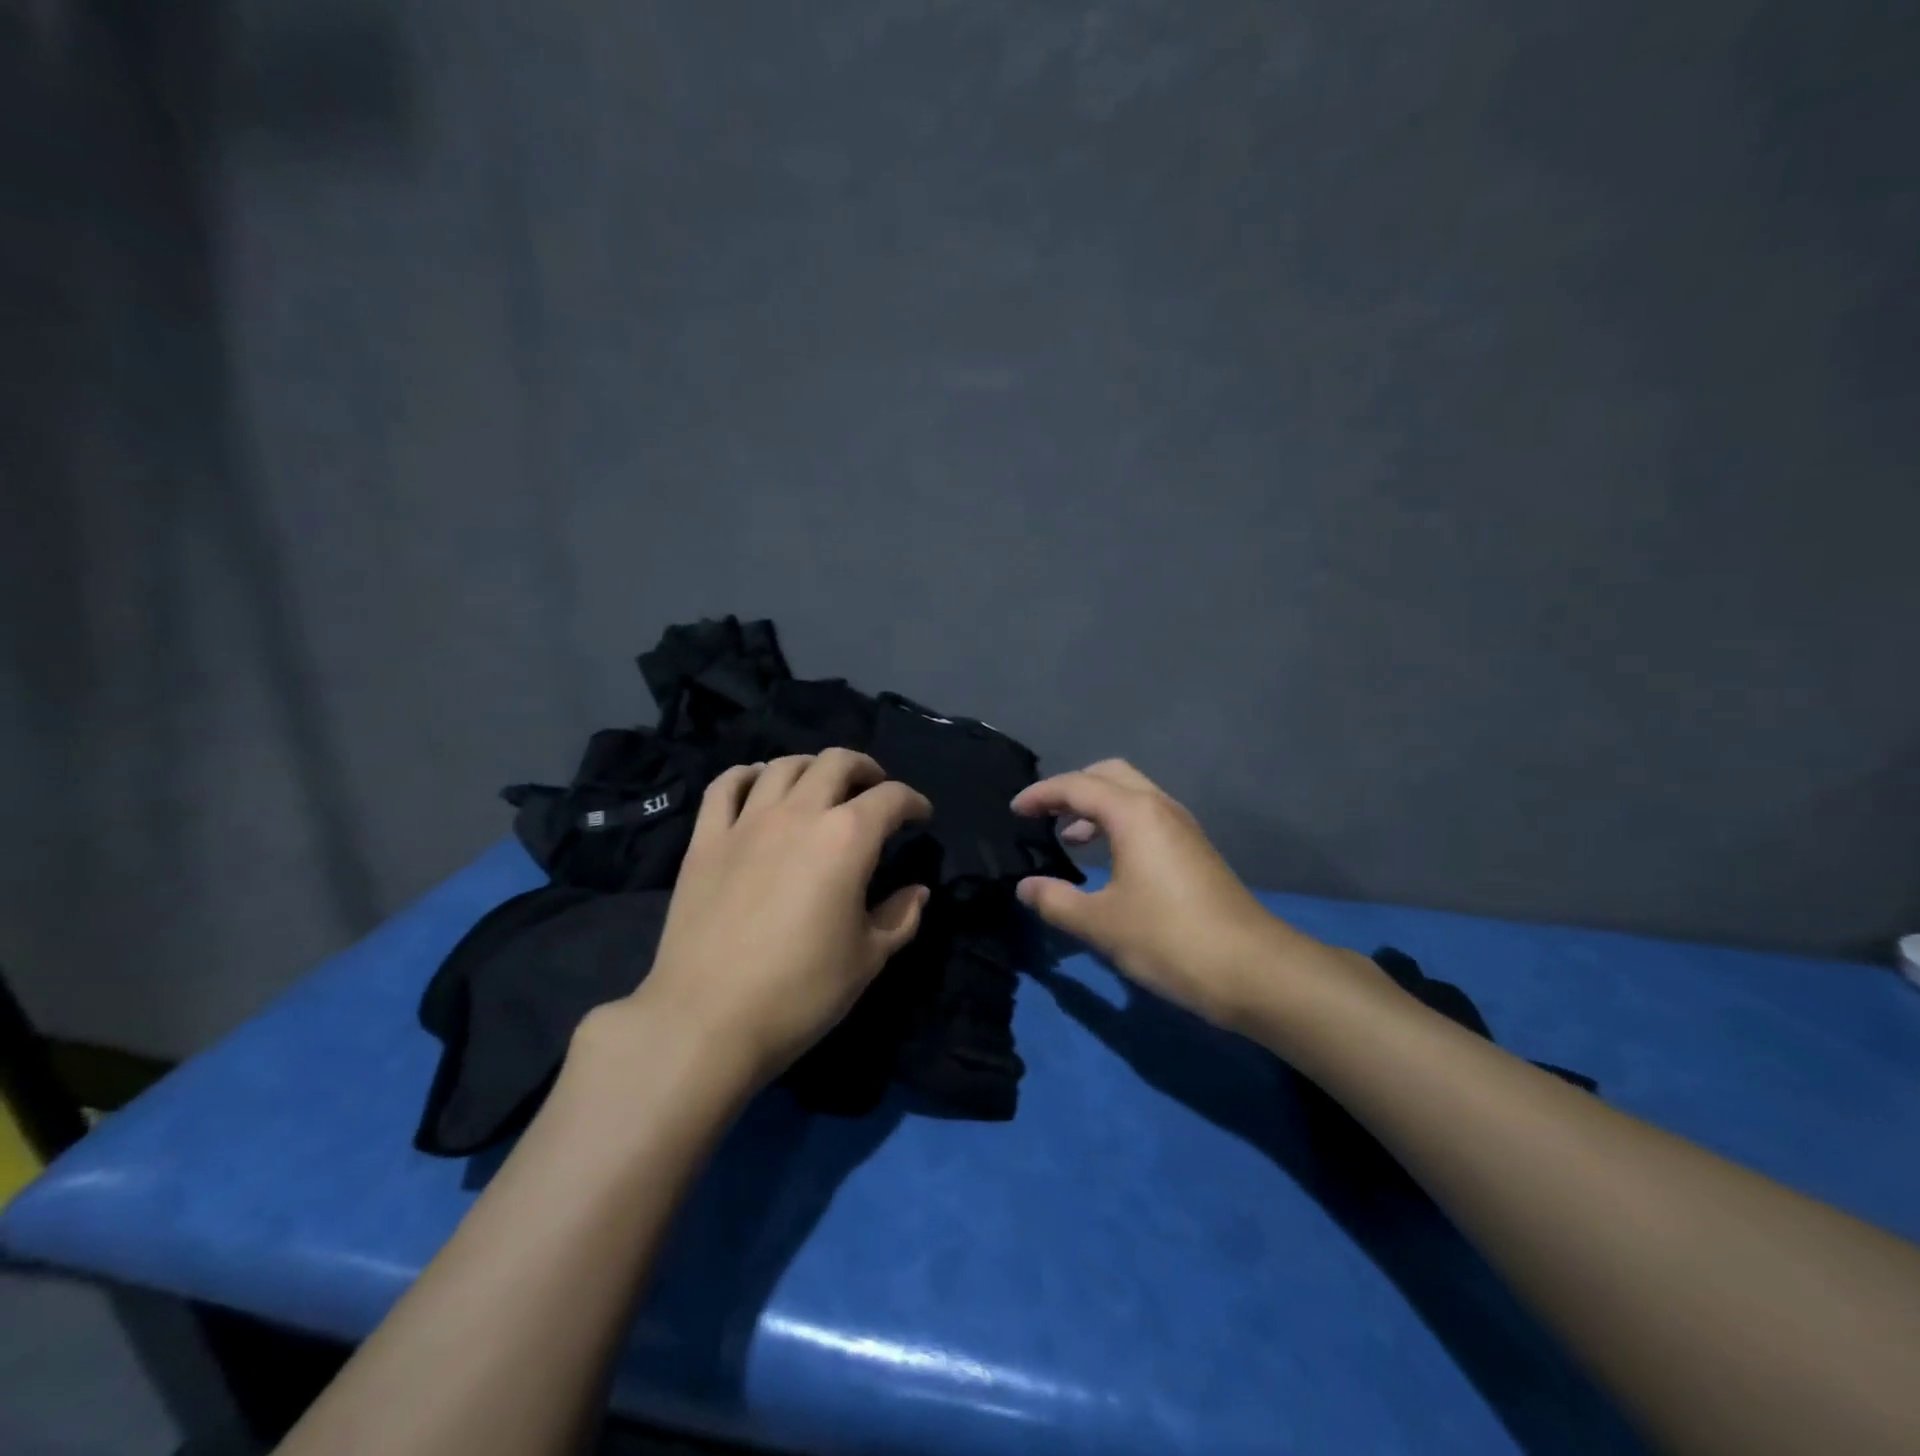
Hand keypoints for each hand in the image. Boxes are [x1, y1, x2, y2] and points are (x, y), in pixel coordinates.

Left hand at [585, 750, 932, 1091]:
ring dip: (812, 767)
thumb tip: (917, 891)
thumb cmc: (800, 992)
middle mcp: (799, 814)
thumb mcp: (867, 959)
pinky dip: (748, 776)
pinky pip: (726, 786)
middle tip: (874, 790)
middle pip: (837, 763)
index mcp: (847, 838)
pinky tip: (759, 786)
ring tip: (820, 786)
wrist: (706, 1020)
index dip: (913, 801)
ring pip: (784, 765)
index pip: (891, 798)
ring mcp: (747, 822)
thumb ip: (900, 917)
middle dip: (866, 769)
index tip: (921, 816)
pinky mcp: (706, 839)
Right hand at [1011, 760, 1381, 1033]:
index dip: (1040, 794)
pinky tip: (1108, 861)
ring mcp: (1183, 827)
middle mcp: (1160, 807)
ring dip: (1097, 806)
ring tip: (1071, 839)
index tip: (1014, 811)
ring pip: (1132, 794)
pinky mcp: (1195, 849)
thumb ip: (1055, 900)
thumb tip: (1026, 887)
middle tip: (1045, 815)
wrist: (1253, 971)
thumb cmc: (1169, 940)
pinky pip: (1147, 816)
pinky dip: (1119, 823)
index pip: (1077, 786)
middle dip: (1072, 788)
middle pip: (1109, 774)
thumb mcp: (1100, 923)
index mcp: (1134, 814)